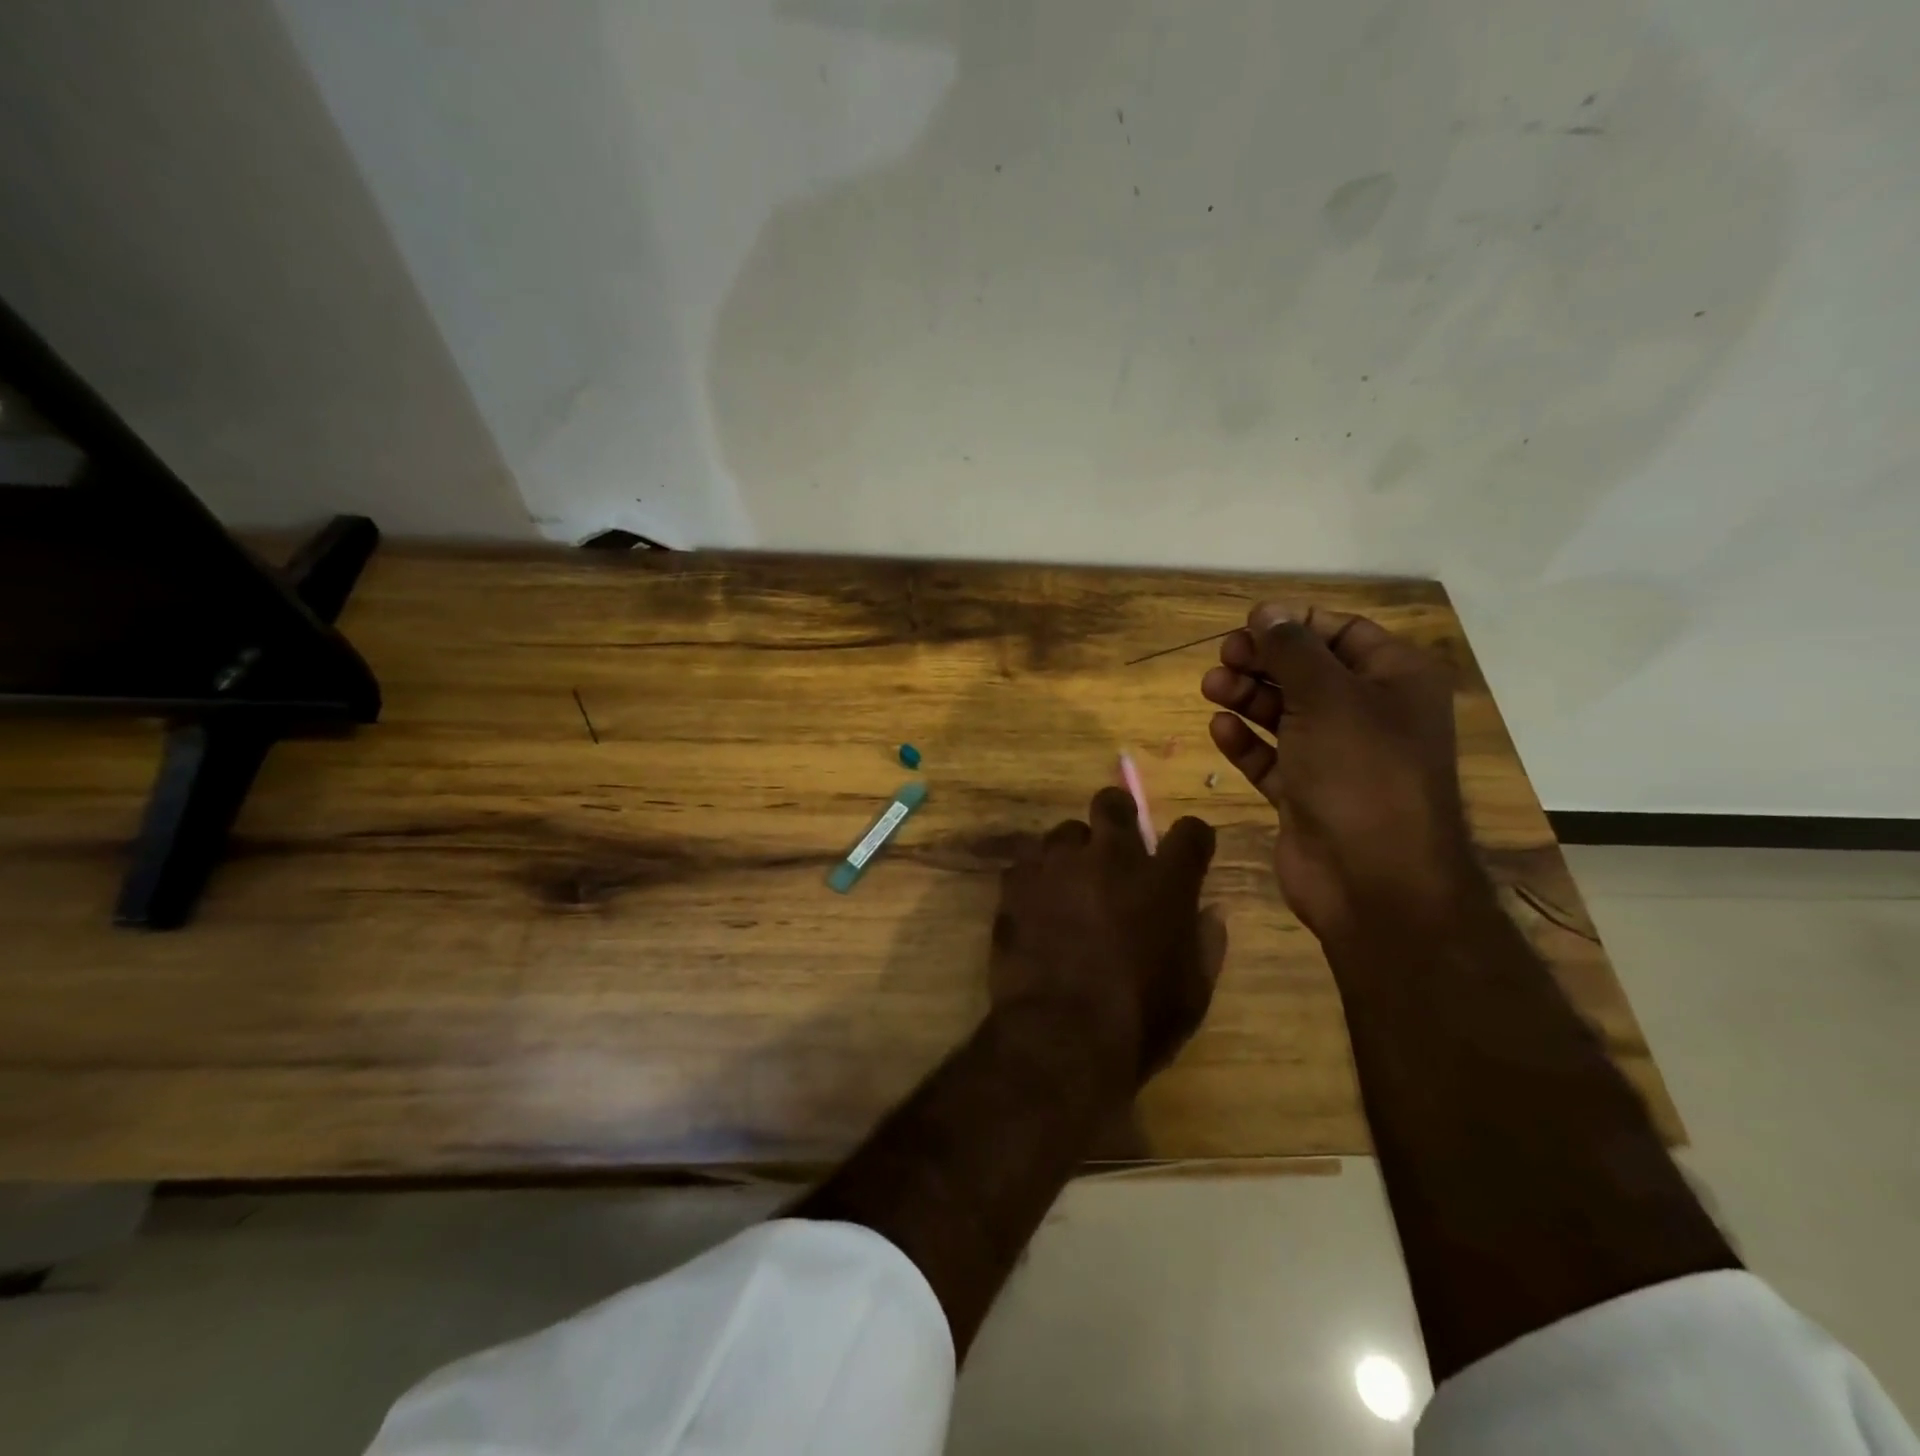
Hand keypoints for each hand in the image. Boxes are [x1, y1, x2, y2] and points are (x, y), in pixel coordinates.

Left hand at [991, 788, 1225, 1082]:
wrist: (1061, 1035)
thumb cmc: (1139, 1020)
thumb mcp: (1192, 992)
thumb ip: (1205, 943)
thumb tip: (1210, 911)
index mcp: (1165, 881)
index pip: (1190, 832)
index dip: (1191, 839)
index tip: (1186, 853)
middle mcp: (1111, 858)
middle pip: (1113, 804)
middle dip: (1118, 816)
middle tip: (1115, 845)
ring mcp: (1059, 864)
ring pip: (1065, 832)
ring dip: (1072, 853)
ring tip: (1069, 886)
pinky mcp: (1017, 881)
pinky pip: (1028, 862)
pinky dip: (1036, 878)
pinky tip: (1037, 906)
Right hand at [1201, 603, 1472, 941]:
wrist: (1373, 880)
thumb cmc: (1361, 772)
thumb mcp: (1327, 696)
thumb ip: (1292, 649)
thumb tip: (1267, 612)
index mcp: (1395, 681)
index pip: (1343, 632)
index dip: (1294, 624)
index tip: (1248, 624)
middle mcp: (1369, 715)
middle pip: (1308, 672)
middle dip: (1263, 661)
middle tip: (1223, 658)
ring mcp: (1337, 758)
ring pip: (1285, 714)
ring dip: (1247, 698)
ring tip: (1211, 688)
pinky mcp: (1307, 794)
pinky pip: (1272, 758)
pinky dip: (1247, 742)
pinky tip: (1220, 730)